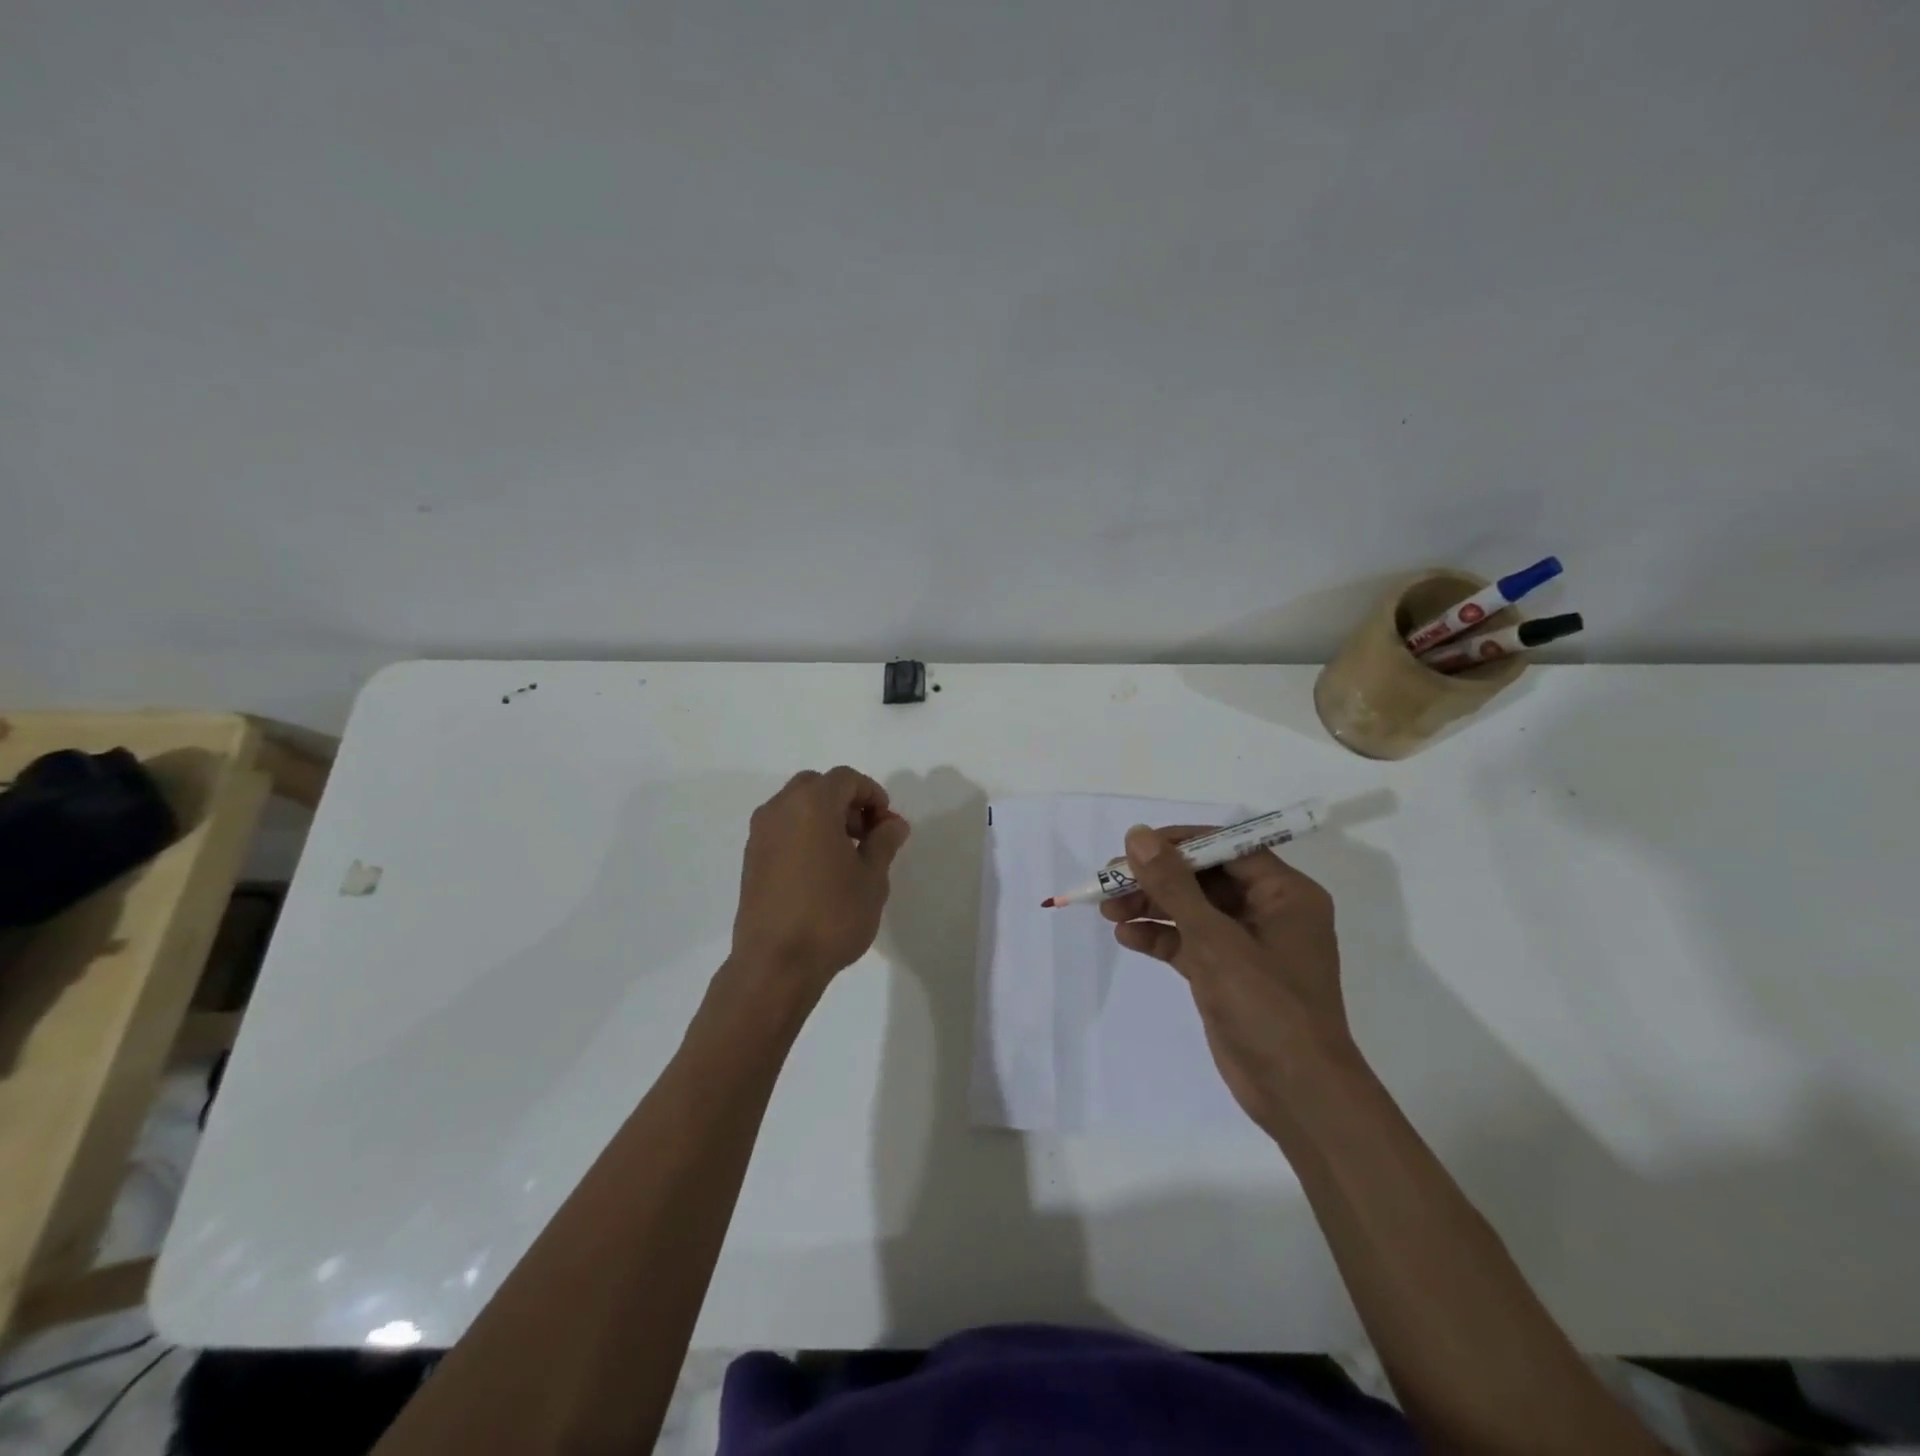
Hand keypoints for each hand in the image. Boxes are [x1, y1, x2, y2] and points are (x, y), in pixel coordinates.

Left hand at [730, 767, 910, 991]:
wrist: (776, 964)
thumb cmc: (832, 915)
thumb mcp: (872, 878)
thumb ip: (884, 842)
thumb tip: (892, 823)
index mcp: (811, 804)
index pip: (846, 779)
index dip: (872, 794)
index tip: (886, 825)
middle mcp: (779, 809)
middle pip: (817, 786)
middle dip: (846, 802)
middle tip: (866, 835)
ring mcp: (760, 834)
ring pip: (796, 806)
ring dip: (823, 818)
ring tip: (846, 856)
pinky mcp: (751, 859)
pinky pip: (782, 829)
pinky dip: (803, 835)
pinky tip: (820, 872)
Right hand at [1101, 825, 1354, 1133]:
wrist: (1298, 1095)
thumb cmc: (1267, 1007)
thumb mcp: (1215, 941)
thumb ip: (1174, 886)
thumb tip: (1138, 835)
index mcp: (1285, 893)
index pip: (1227, 848)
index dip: (1179, 843)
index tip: (1135, 847)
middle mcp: (1268, 911)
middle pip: (1204, 878)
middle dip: (1157, 879)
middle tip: (1110, 880)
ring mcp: (1247, 945)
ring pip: (1192, 910)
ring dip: (1151, 906)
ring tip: (1108, 910)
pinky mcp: (1227, 973)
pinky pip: (1189, 942)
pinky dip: (1160, 937)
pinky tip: (1126, 937)